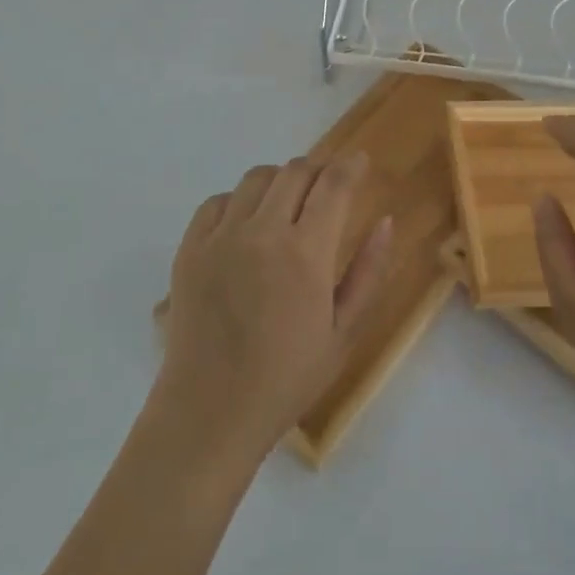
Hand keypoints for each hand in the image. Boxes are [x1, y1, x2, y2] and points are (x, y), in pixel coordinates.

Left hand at [155, 154, 391, 464]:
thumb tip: (385, 221)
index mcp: (306, 254)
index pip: (334, 184)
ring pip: (255, 178)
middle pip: (294, 172)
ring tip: (287, 203)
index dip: (351, 165)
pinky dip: (237, 201)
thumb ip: (368, 272)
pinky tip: (246, 225)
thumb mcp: (343, 332)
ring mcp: (221, 238)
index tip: (360, 161)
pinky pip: (216, 202)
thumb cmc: (287, 379)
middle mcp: (263, 233)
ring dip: (279, 181)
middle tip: (326, 187)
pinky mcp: (189, 250)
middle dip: (318, 170)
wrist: (210, 413)